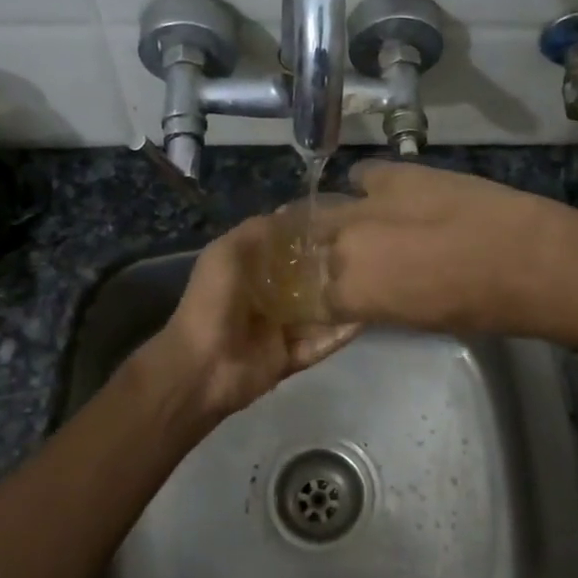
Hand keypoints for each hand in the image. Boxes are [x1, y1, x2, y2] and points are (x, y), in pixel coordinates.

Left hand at [139, 216, 360, 426]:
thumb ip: (257, 231)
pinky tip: (365, 319)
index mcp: (248, 271)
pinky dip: (340, 334)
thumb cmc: (213, 302)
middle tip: (367, 254)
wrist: (201, 366)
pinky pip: (320, 344)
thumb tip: (290, 212)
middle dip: (331, 269)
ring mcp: (278, 330)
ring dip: (340, 301)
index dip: (309, 238)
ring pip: (317, 313)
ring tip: (375, 284)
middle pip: (305, 281)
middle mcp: (265, 298)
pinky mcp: (289, 358)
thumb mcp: (227, 253)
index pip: (285, 250)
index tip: (343, 223)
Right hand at [320, 160, 574, 333]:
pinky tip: (381, 193)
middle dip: (322, 256)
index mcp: (351, 294)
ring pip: (325, 210)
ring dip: (335, 221)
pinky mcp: (393, 174)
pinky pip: (362, 174)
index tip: (336, 298)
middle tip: (345, 259)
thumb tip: (371, 292)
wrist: (522, 257)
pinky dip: (365, 185)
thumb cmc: (476, 307)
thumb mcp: (417, 320)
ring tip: (353, 224)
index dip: (326, 299)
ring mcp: (365, 206)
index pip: (316, 299)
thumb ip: (379, 303)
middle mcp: (344, 248)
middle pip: (314, 249)